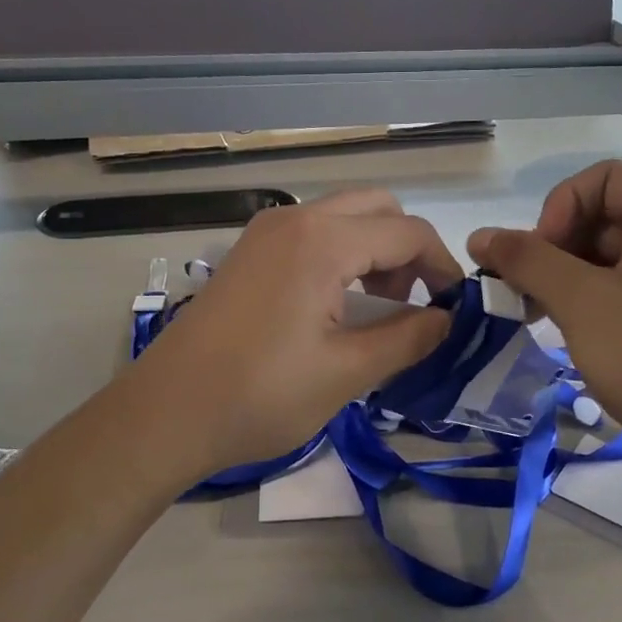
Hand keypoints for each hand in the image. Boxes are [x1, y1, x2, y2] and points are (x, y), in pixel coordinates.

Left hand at [130, 191, 461, 480]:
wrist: (167, 413)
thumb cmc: (260, 395)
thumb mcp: (346, 373)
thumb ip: (408, 339)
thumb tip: (447, 320)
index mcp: (322, 241)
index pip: (409, 232)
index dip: (443, 267)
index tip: (454, 310)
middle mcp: (295, 220)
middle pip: (378, 209)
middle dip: (409, 250)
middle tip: (413, 304)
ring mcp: (265, 232)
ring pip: (344, 217)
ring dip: (375, 251)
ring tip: (380, 308)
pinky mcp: (249, 253)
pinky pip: (313, 234)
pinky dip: (342, 255)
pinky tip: (338, 305)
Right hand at [468, 161, 621, 474]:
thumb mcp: (580, 301)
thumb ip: (526, 260)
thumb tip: (479, 235)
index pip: (600, 179)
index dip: (556, 209)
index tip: (535, 260)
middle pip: (604, 216)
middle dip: (555, 249)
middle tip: (525, 294)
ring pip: (610, 257)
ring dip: (566, 278)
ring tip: (538, 316)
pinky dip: (590, 301)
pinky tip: (569, 332)